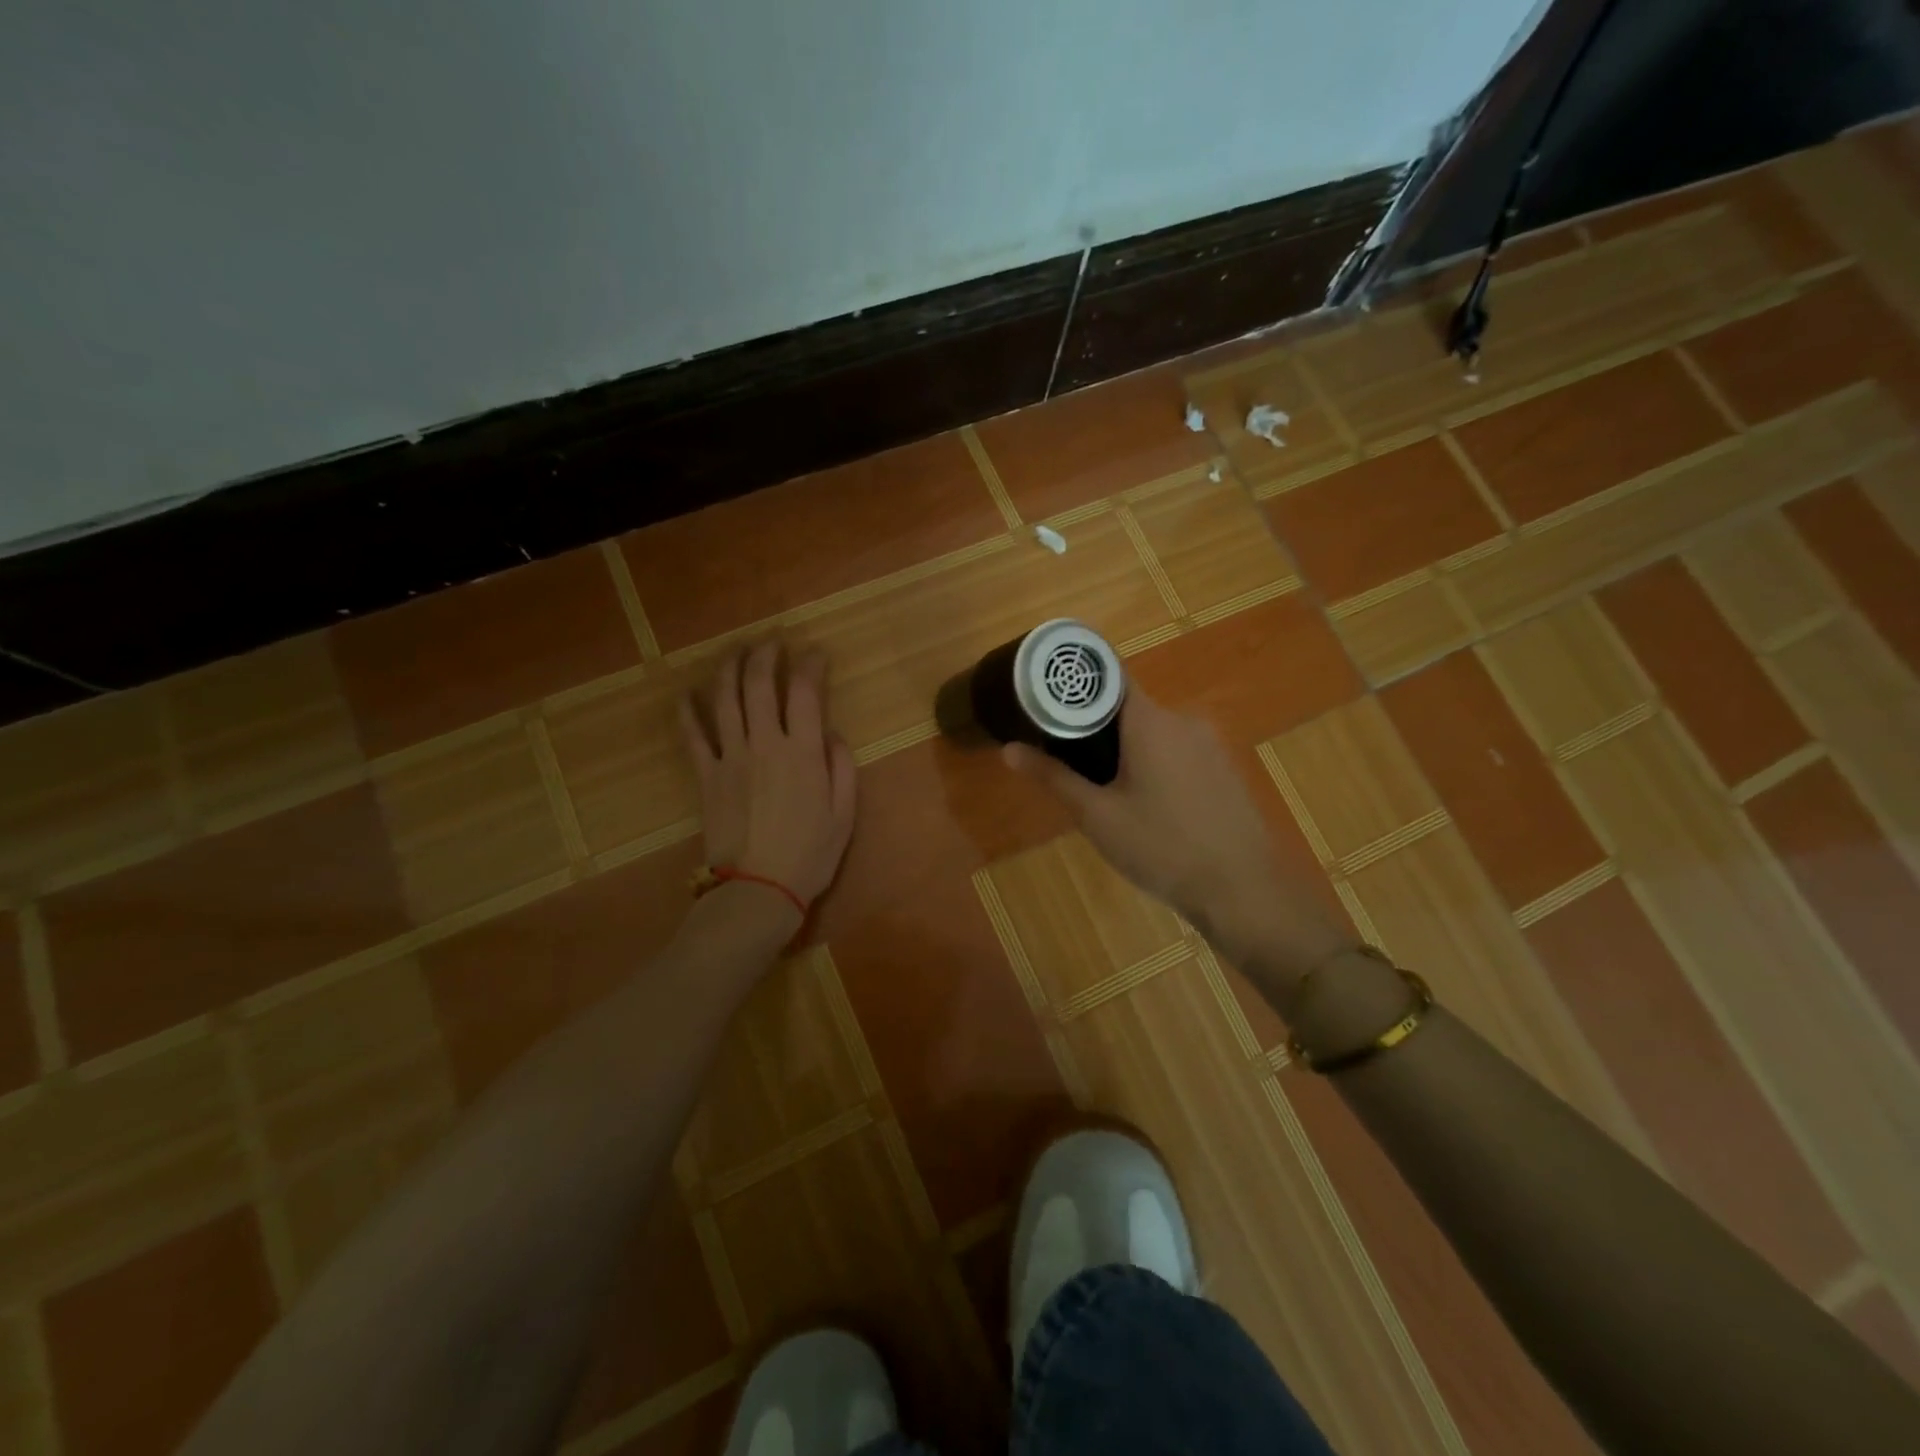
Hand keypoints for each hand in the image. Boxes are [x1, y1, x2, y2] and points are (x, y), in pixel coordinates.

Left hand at [680, 642, 856, 912]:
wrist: (757, 890)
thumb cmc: (810, 856)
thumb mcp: (845, 815)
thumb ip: (842, 768)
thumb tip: (831, 734)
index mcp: (802, 753)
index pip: (805, 692)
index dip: (810, 665)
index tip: (816, 653)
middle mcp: (764, 744)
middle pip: (759, 685)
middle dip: (766, 655)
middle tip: (772, 642)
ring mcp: (730, 758)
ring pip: (724, 700)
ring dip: (729, 669)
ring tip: (736, 651)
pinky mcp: (706, 776)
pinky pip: (693, 736)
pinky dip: (688, 711)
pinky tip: (687, 693)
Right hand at [1002, 688, 1351, 989]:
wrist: (1243, 889)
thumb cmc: (1162, 847)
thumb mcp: (1097, 816)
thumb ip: (1053, 777)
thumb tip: (1009, 750)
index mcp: (1150, 721)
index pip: (1110, 675)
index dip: (1078, 681)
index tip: (1048, 693)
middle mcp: (1183, 720)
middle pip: (1129, 707)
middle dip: (1096, 726)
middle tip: (1066, 755)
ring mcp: (1210, 744)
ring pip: (1154, 732)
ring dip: (1126, 748)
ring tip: (1102, 785)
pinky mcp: (1224, 769)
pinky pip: (1178, 751)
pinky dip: (1155, 763)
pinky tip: (1147, 803)